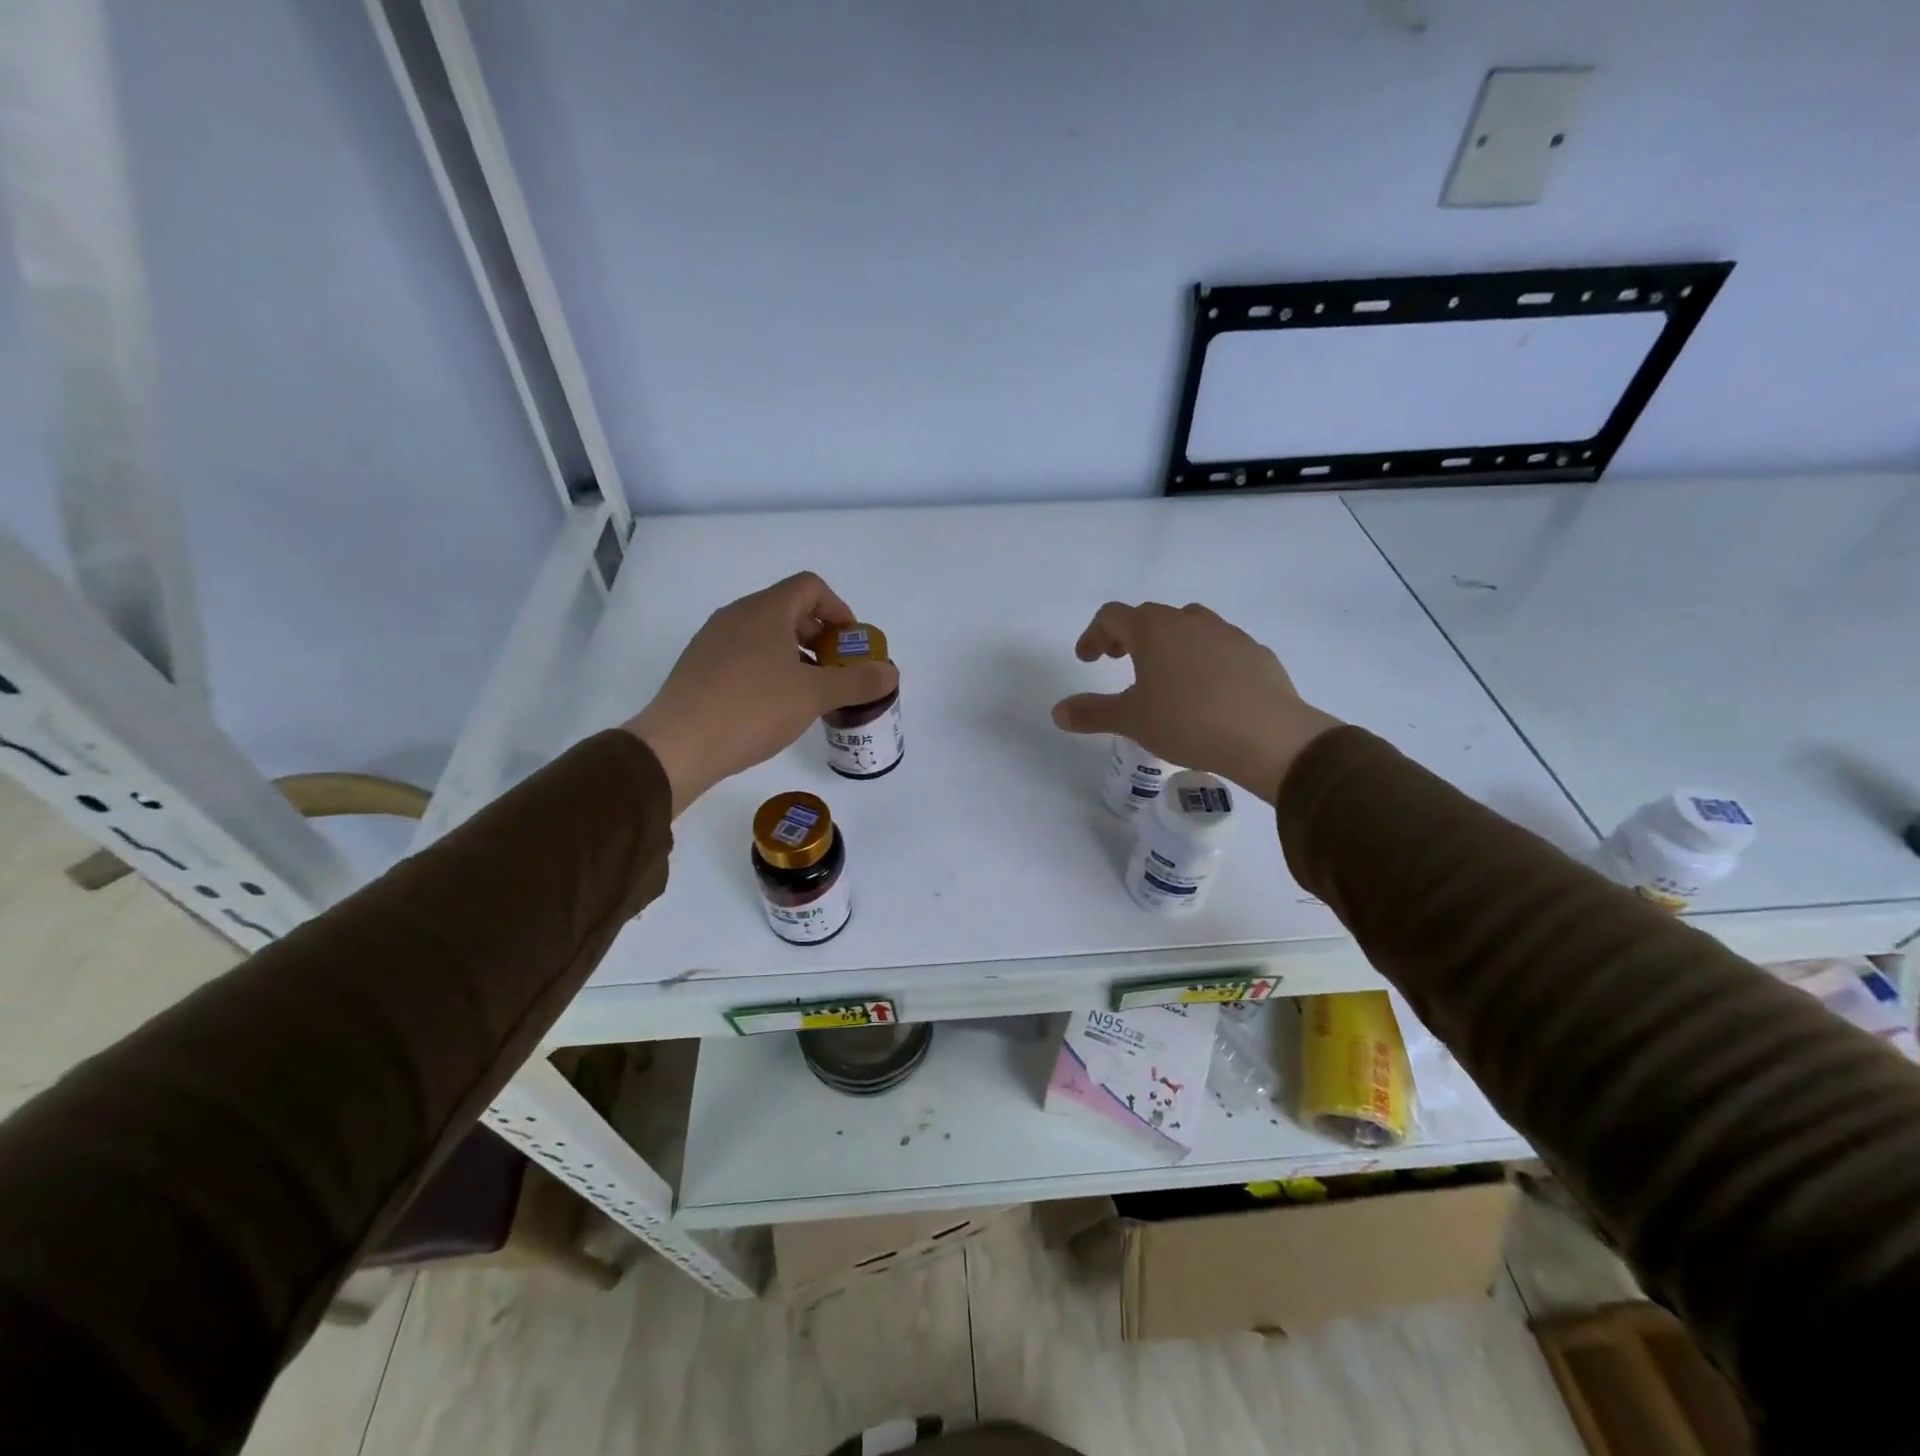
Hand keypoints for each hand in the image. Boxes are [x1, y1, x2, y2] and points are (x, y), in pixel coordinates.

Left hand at [624, 572, 897, 815]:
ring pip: (766, 635)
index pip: (810, 587)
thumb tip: (890, 673)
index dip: (839, 609)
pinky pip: (745, 654)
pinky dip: (770, 668)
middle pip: (789, 610)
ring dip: (796, 655)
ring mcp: (713, 641)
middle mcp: (737, 615)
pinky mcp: (699, 667)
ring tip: (810, 692)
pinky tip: (775, 705)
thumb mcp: (814, 696)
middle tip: (838, 671)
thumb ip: (857, 682)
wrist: (678, 745)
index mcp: (765, 610)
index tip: (851, 643)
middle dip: (821, 637)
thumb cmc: (753, 708)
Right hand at [1052, 601, 1341, 804]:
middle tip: (1117, 661)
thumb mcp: (1131, 720)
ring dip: (1167, 644)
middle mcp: (1189, 620)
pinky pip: (1219, 647)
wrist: (1267, 736)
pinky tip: (1206, 691)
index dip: (1093, 634)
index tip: (1087, 659)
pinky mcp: (1255, 652)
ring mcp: (1227, 633)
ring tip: (1163, 675)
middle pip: (1149, 616)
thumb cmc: (1187, 721)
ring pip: (1187, 628)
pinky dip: (1202, 659)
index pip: (1111, 615)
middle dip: (1128, 636)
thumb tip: (1057, 712)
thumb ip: (1091, 713)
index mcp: (1153, 629)